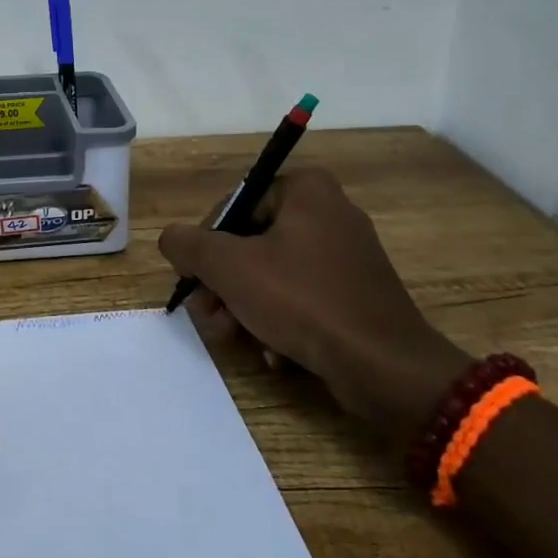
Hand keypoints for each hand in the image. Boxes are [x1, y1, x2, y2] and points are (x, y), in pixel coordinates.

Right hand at [158, 169, 470, 442]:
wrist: (385, 367)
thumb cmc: (302, 301)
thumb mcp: (228, 267)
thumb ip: (187, 245)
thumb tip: (173, 240)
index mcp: (306, 190)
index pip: (233, 205)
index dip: (205, 243)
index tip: (194, 278)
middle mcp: (329, 212)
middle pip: (250, 241)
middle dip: (223, 283)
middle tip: (209, 313)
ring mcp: (347, 255)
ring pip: (272, 273)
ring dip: (244, 306)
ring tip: (235, 337)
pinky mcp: (357, 293)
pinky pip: (302, 296)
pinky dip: (279, 319)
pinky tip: (273, 350)